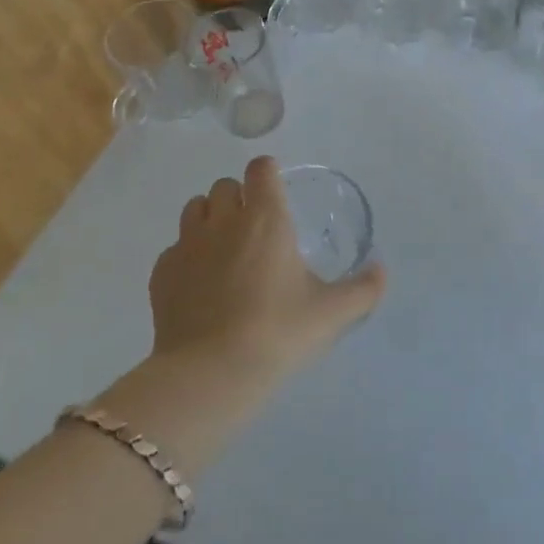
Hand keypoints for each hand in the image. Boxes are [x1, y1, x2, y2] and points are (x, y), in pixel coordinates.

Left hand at [148, 156, 385, 383]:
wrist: (210, 375)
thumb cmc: (277, 332)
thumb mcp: (331, 313)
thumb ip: (363, 289)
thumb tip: (382, 271)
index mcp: (265, 217)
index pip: (261, 168)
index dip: (268, 174)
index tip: (276, 193)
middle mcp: (224, 219)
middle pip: (225, 185)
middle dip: (239, 197)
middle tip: (254, 229)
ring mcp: (187, 244)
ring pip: (195, 208)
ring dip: (209, 218)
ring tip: (224, 249)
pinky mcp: (161, 273)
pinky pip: (174, 248)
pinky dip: (186, 256)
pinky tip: (199, 284)